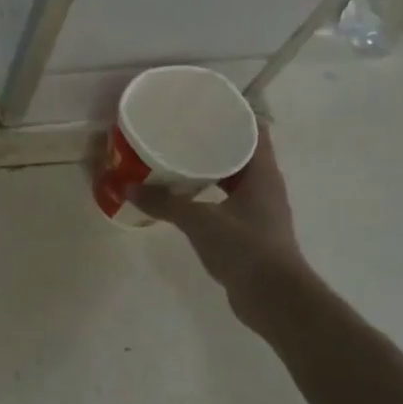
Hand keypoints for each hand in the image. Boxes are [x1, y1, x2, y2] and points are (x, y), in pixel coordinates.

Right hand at [134, 128, 308, 317]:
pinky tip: (182, 195)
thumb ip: (164, 203)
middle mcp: (265, 186)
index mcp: (262, 173)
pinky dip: (207, 193)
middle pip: (241, 151)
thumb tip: (128, 186)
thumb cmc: (245, 249)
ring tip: (175, 158)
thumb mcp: (200, 222)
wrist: (274, 298)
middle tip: (180, 130)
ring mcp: (259, 210)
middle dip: (213, 139)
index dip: (233, 113)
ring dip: (209, 168)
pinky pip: (226, 200)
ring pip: (232, 177)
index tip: (204, 105)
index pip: (254, 129)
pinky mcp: (249, 231)